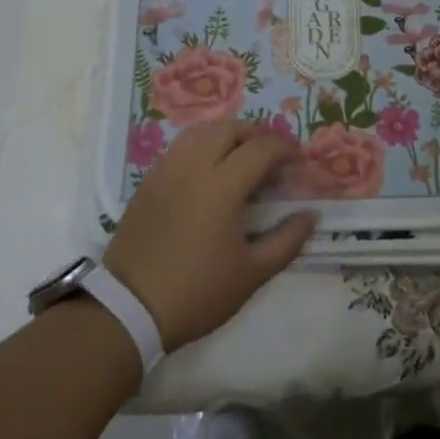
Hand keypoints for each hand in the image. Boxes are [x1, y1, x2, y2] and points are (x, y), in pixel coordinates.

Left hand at [104, 120, 316, 351]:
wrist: (129, 309)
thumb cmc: (197, 293)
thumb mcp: (252, 274)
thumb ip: (287, 240)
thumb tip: (310, 214)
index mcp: (221, 186)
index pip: (260, 149)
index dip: (285, 149)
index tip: (298, 162)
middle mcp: (192, 167)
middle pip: (228, 129)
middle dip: (256, 135)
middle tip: (271, 156)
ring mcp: (165, 171)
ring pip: (200, 133)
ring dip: (227, 135)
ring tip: (241, 157)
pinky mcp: (147, 182)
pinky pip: (179, 148)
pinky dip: (201, 146)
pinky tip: (208, 172)